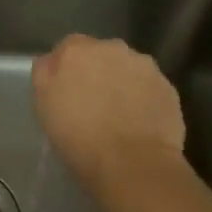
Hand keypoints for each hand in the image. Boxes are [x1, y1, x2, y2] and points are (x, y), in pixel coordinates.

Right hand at [32, 35, 188, 200]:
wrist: (132, 164)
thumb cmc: (78, 135)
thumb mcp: (43, 104)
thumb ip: (45, 73)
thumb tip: (53, 61)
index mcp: (78, 49)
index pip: (68, 48)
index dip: (67, 70)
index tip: (66, 92)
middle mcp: (113, 48)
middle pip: (101, 55)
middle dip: (97, 72)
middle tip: (92, 104)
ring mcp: (145, 67)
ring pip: (128, 70)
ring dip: (122, 84)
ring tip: (119, 117)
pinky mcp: (168, 88)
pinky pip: (149, 89)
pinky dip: (144, 100)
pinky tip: (138, 124)